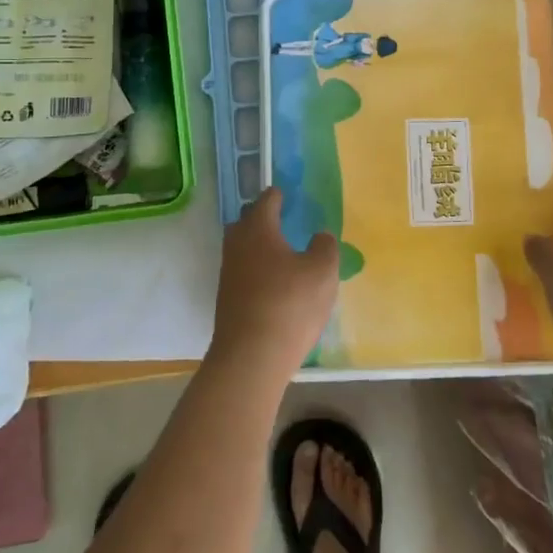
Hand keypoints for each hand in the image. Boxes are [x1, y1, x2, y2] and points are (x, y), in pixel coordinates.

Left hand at [208, 188, 339, 382]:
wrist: (250, 358)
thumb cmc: (289, 305)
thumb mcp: (323, 272)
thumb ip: (325, 247)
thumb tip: (320, 236)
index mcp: (258, 228)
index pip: (266, 200)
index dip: (279, 195)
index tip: (288, 195)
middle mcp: (237, 244)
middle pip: (247, 222)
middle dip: (263, 219)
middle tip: (284, 222)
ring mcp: (228, 273)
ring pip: (243, 249)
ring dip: (260, 248)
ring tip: (283, 255)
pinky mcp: (227, 300)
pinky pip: (243, 274)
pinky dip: (257, 272)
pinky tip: (275, 286)